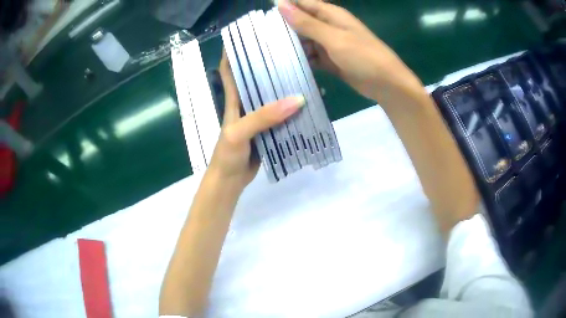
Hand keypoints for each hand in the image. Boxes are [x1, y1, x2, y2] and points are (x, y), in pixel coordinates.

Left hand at [208, 51, 304, 189]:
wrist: (231, 182)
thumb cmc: (227, 155)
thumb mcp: (240, 133)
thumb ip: (263, 116)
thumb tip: (297, 99)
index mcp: (234, 100)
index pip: (230, 70)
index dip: (235, 53)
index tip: (249, 38)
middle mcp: (246, 105)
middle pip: (256, 79)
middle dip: (268, 65)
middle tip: (287, 51)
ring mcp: (258, 118)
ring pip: (272, 97)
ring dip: (285, 86)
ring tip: (304, 71)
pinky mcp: (269, 131)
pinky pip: (282, 116)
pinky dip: (294, 109)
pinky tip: (309, 103)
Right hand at [278, 0, 422, 101]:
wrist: (386, 84)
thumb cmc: (364, 56)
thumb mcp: (334, 38)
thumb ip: (307, 23)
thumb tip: (281, 5)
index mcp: (332, 15)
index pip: (304, 4)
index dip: (285, 5)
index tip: (264, 12)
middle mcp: (329, 27)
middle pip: (302, 22)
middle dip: (285, 27)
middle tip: (262, 36)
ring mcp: (330, 44)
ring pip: (305, 40)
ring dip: (292, 45)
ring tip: (270, 51)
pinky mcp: (331, 60)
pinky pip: (312, 56)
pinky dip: (302, 59)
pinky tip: (288, 64)